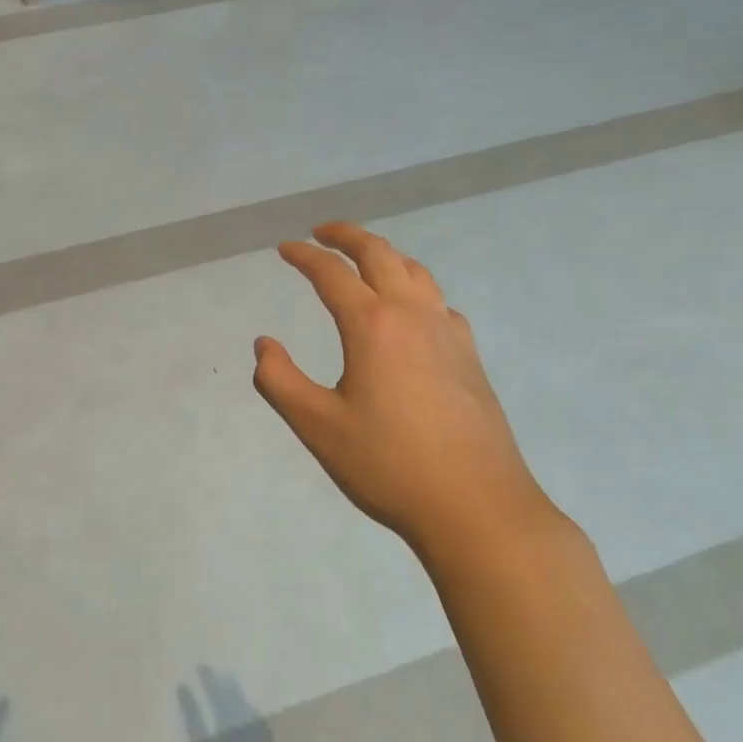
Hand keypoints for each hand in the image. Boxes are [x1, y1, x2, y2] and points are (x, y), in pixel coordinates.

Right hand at [253, 223, 554, 564]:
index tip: (285, 248)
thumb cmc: (389, 465)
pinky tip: (411, 312)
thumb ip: (280, 380)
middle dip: (347, 235)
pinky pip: (439, 302)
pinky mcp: (470, 358)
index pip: (331, 274)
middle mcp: (413, 316)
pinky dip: (415, 288)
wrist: (478, 509)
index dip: (304, 256)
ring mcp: (448, 334)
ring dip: (384, 255)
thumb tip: (264, 345)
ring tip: (364, 260)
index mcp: (372, 326)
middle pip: (380, 254)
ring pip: (415, 272)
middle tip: (322, 232)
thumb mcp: (317, 426)